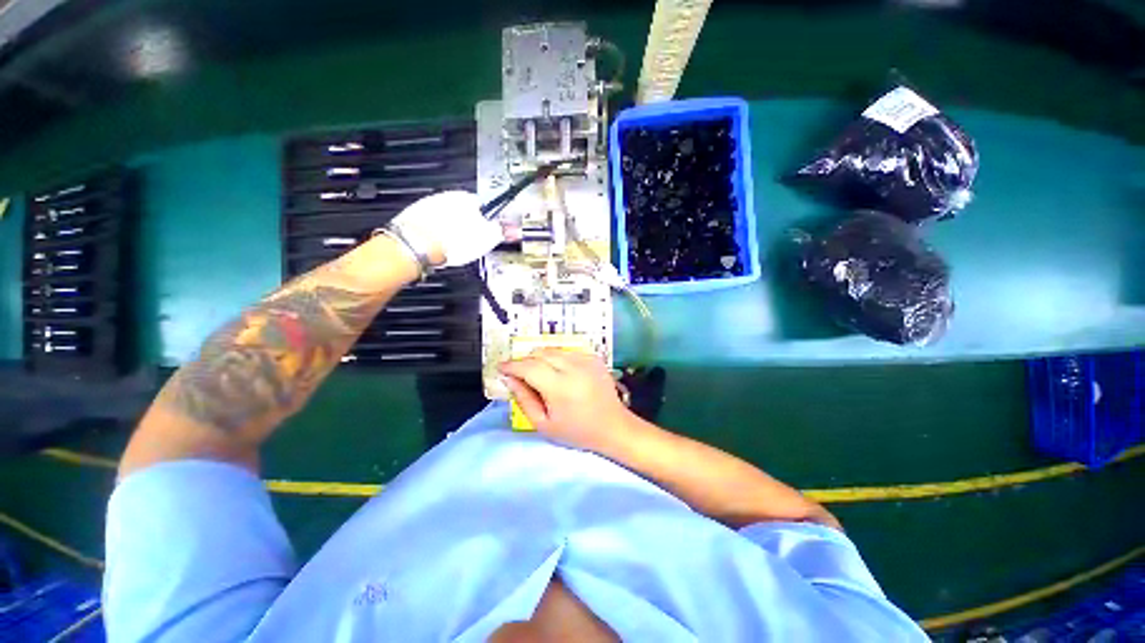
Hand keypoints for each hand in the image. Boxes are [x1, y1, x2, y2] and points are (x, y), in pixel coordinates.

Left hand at [389, 191, 504, 266]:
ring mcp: (427, 206)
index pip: (485, 206)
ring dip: (453, 230)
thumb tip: (514, 228)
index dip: (489, 221)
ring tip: (457, 248)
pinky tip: (441, 248)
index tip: (491, 233)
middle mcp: (445, 197)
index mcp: (466, 198)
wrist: (416, 247)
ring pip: (447, 219)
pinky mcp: (413, 219)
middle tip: (474, 243)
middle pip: (465, 212)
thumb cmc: (452, 241)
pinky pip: (432, 226)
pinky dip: (437, 235)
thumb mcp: (487, 238)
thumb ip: (501, 231)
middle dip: (470, 225)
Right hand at [499, 349, 637, 452]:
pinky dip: (558, 359)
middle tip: (520, 374)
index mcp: (559, 387)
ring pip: (553, 350)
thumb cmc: (576, 431)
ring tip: (541, 375)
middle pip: (540, 353)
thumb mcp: (544, 424)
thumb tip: (510, 379)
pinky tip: (560, 373)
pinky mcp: (594, 358)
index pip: (528, 367)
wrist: (613, 426)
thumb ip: (523, 399)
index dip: (511, 365)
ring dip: (541, 358)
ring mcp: (586, 360)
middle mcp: (573, 368)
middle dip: (525, 361)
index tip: (501, 367)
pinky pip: (568, 352)